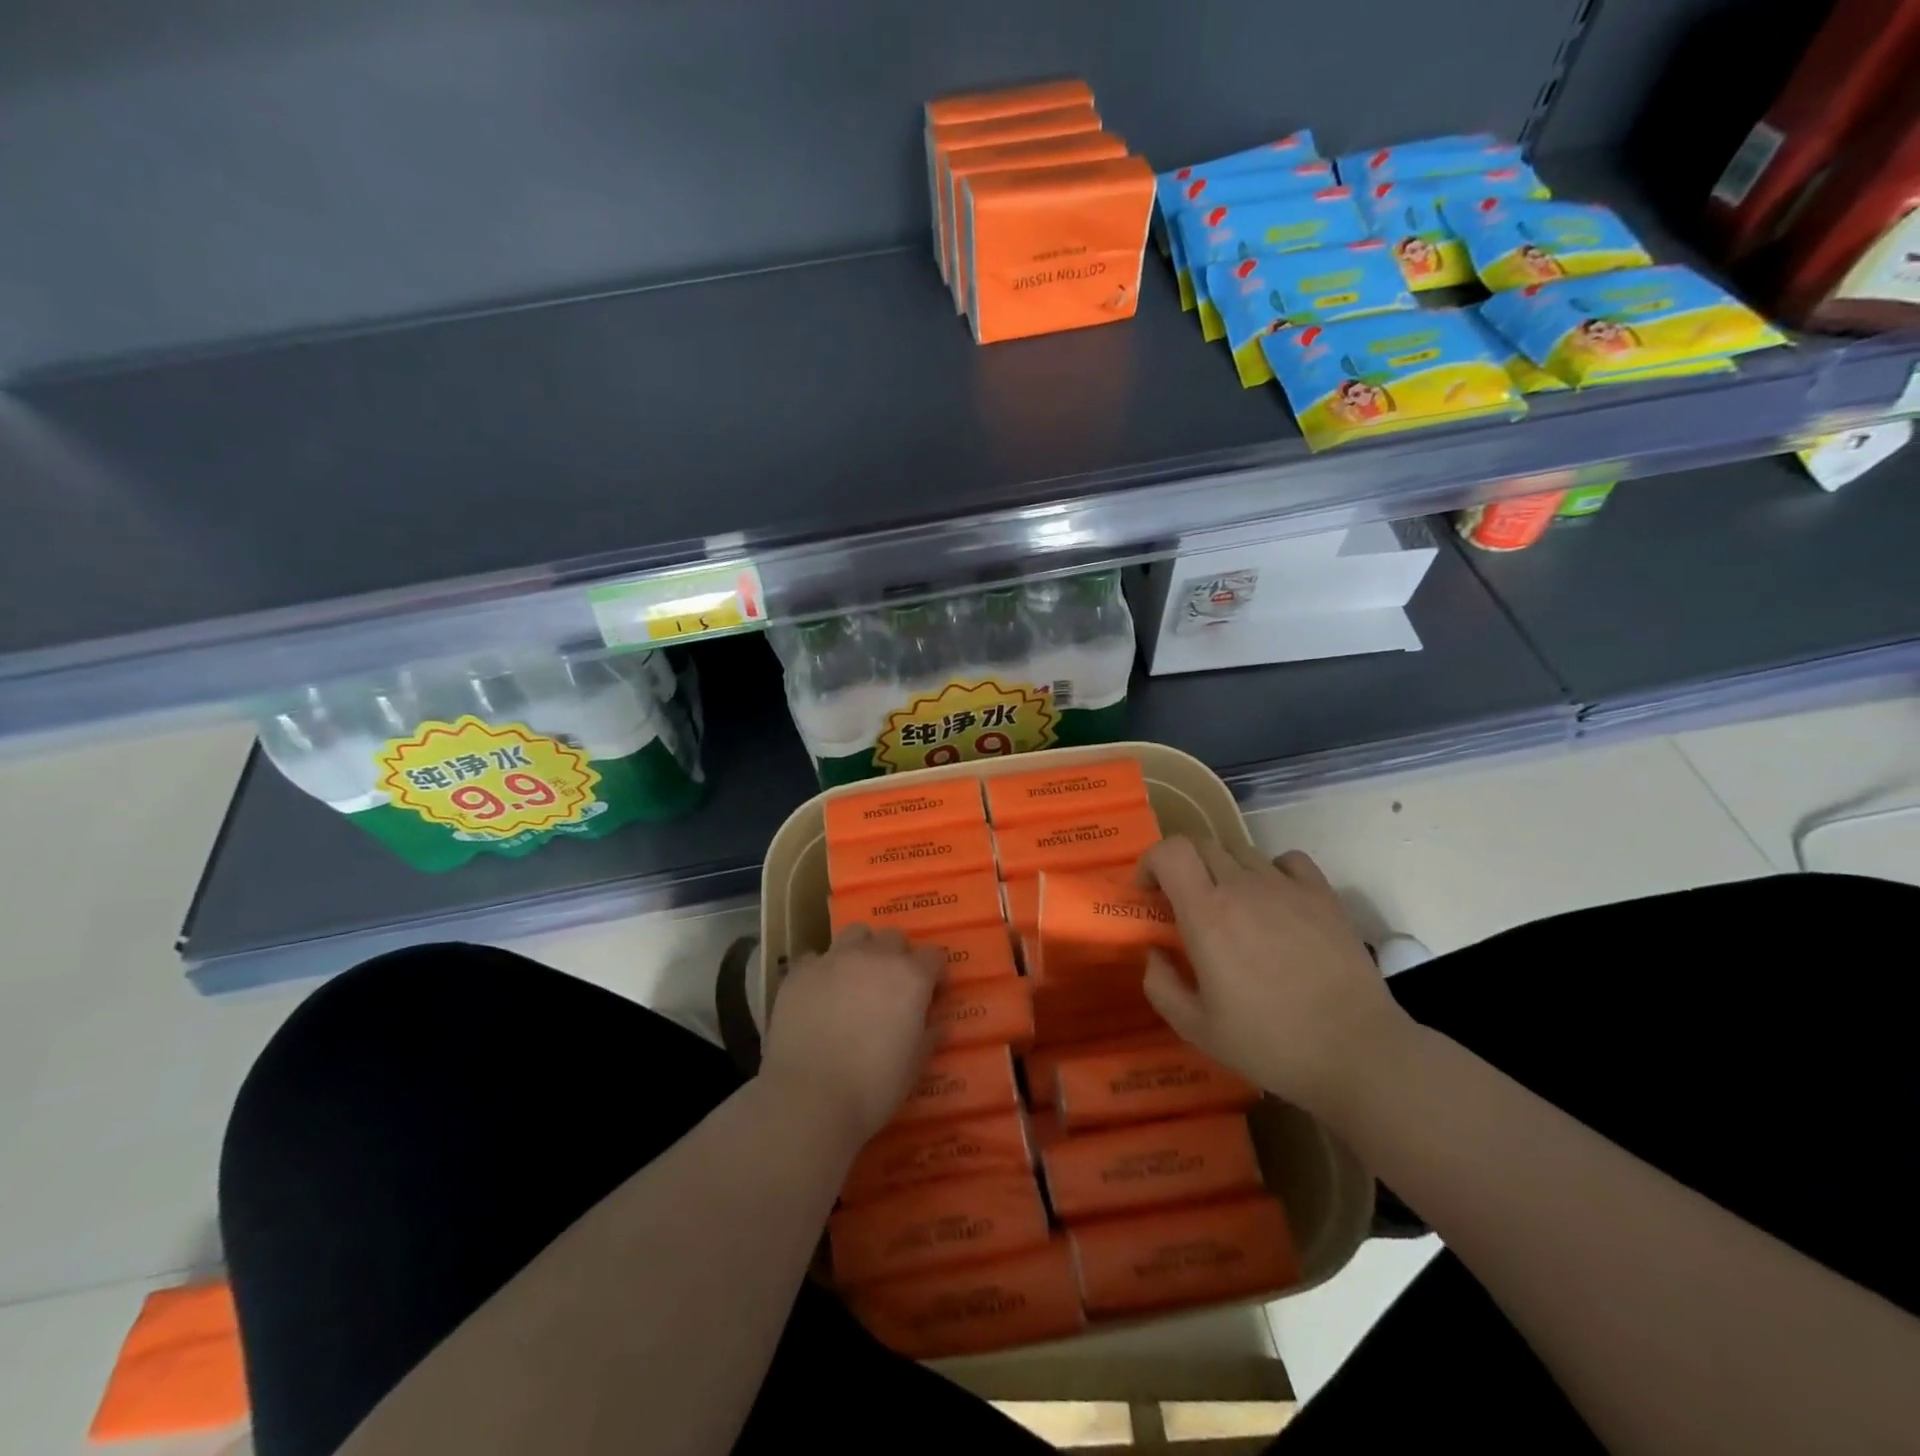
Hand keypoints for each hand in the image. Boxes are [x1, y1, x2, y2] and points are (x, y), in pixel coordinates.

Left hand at [760, 925, 943, 1148]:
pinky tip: (818, 994)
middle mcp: (875, 956)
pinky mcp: (801, 971)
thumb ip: (930, 1036)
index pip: (934, 956)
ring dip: (861, 950)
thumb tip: (940, 1024)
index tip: (931, 996)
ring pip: (855, 934)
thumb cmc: (874, 1086)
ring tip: (855, 978)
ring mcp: (834, 959)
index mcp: (910, 977)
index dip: (935, 975)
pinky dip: (821, 970)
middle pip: (894, 937)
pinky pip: (815, 958)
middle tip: (891, 987)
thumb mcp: (915, 1066)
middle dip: (897, 956)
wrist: (809, 1096)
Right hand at [1139, 836, 1414, 1120]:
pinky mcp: (1323, 895)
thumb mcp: (1197, 1029)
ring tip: (1231, 907)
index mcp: (1207, 913)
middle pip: (1202, 845)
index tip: (1149, 892)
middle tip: (1184, 903)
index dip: (1151, 861)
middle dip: (1183, 866)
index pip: (1171, 851)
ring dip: (1224, 870)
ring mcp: (1287, 886)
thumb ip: (1160, 986)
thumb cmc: (1270, 1042)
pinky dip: (1271, 870)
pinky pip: (1287, 861)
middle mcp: (1244, 887)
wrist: (1357, 1052)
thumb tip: (1154, 953)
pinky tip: (1274, 900)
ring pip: (1242, 851)